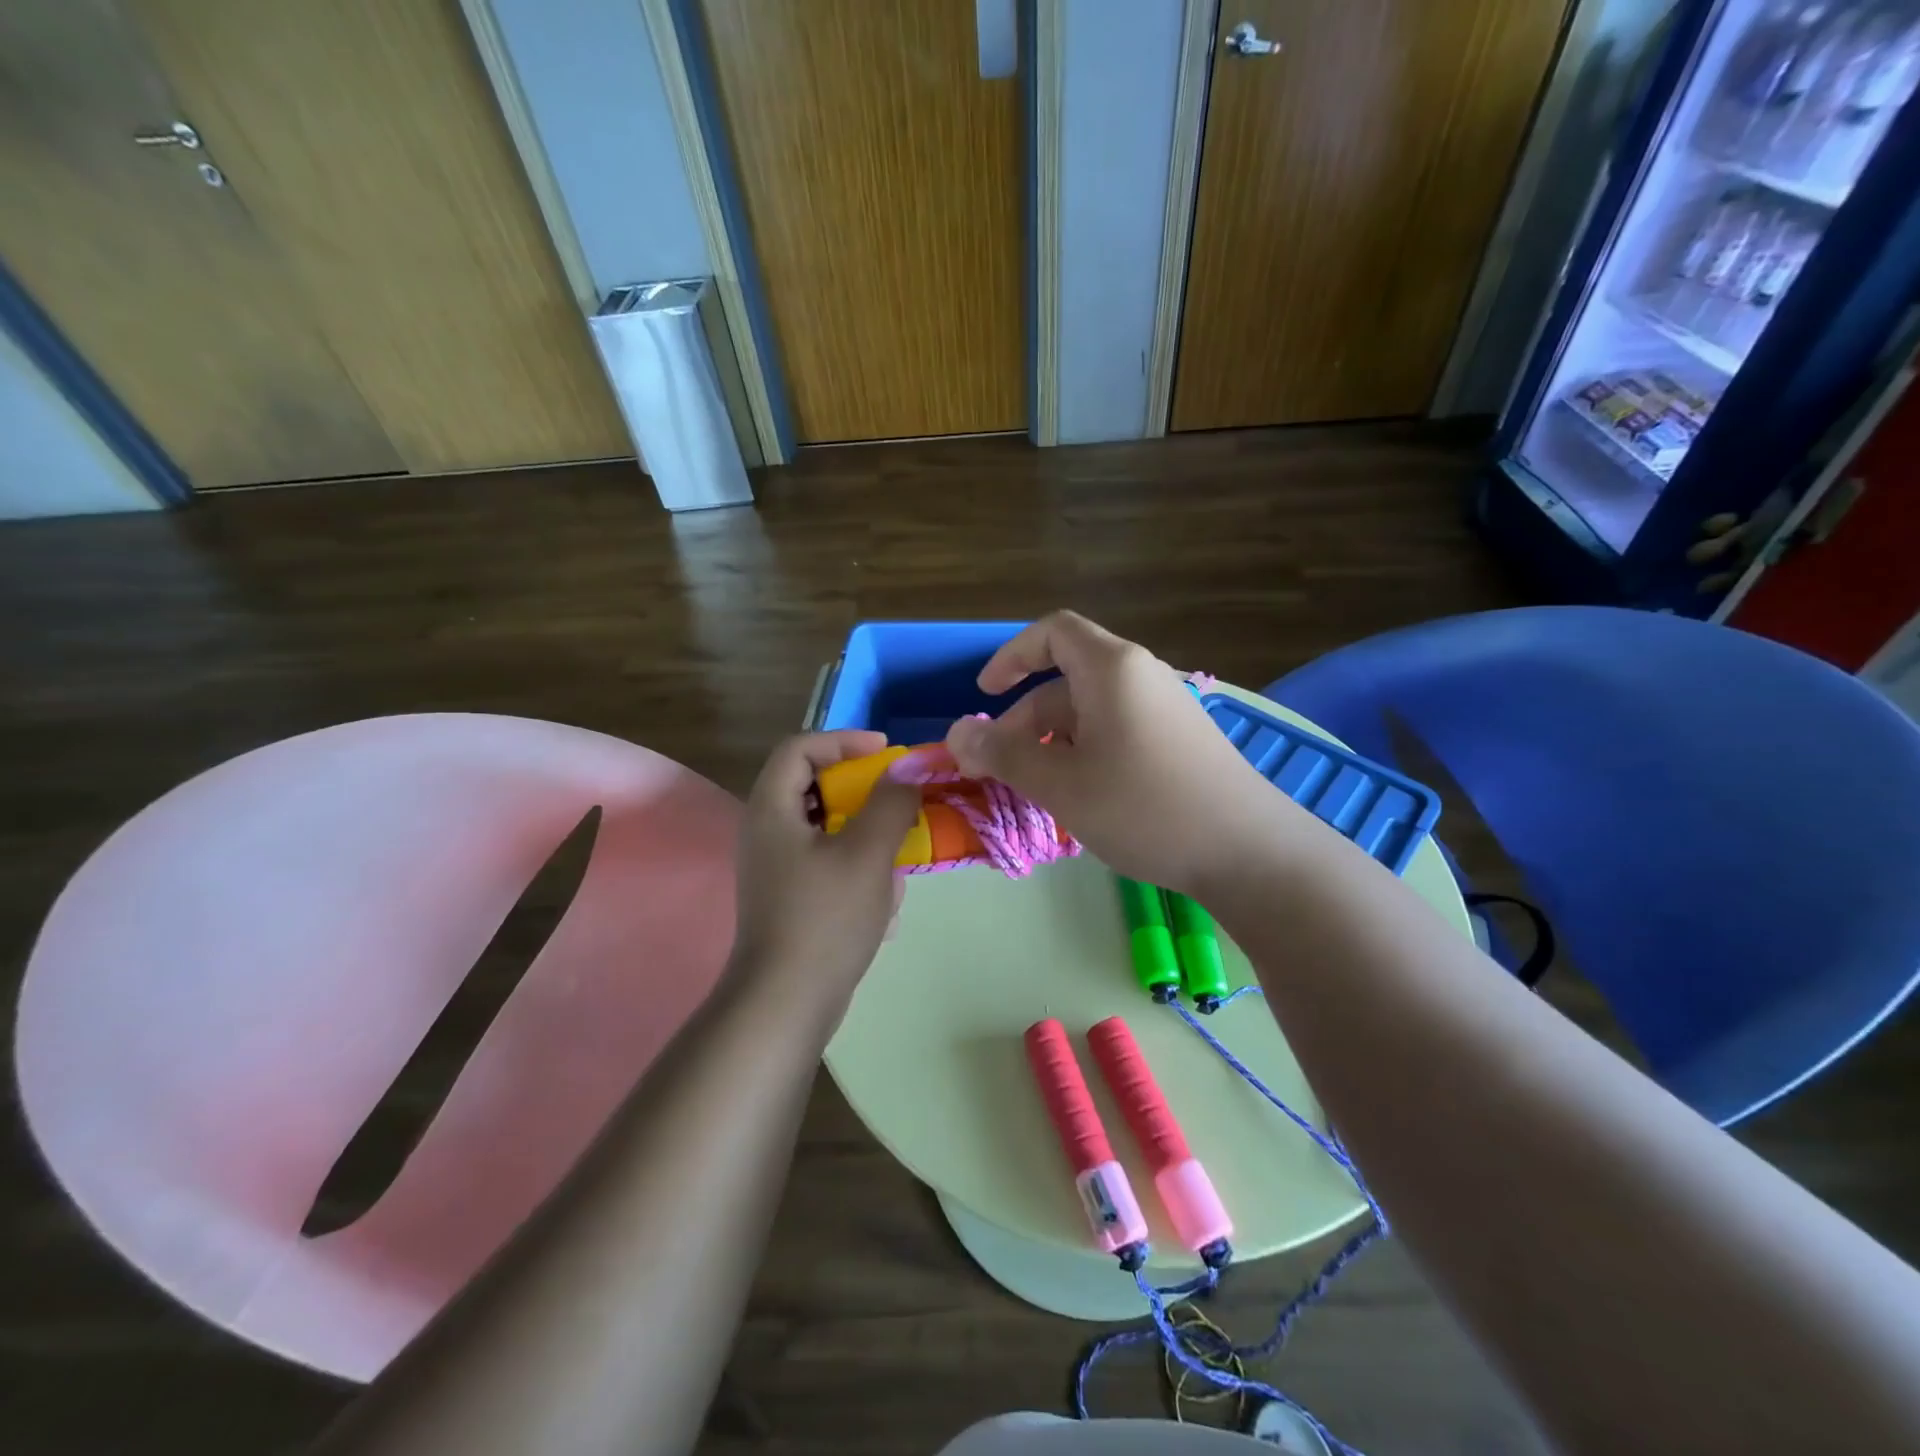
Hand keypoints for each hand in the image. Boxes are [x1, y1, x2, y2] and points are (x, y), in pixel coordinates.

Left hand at [730, 731, 921, 1015]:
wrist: (787, 1002)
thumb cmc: (826, 917)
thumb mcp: (867, 853)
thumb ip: (890, 803)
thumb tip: (907, 769)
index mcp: (772, 809)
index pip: (800, 748)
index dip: (843, 740)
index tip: (885, 753)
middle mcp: (766, 831)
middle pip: (811, 785)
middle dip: (860, 789)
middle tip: (897, 797)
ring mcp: (775, 867)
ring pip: (824, 826)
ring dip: (864, 830)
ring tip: (896, 850)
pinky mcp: (788, 896)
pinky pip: (825, 861)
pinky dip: (856, 864)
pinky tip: (882, 895)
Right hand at [942, 612, 1296, 893]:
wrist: (1249, 851)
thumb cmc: (1144, 807)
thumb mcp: (1061, 783)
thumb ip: (1004, 754)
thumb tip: (955, 734)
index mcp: (1112, 669)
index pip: (1053, 632)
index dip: (1011, 656)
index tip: (984, 694)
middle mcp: (1141, 677)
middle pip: (1067, 680)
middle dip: (1024, 720)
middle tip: (999, 770)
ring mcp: (1165, 709)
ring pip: (1091, 712)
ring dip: (1052, 743)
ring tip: (1037, 791)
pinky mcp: (1180, 741)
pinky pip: (1117, 732)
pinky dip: (1085, 754)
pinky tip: (1082, 798)